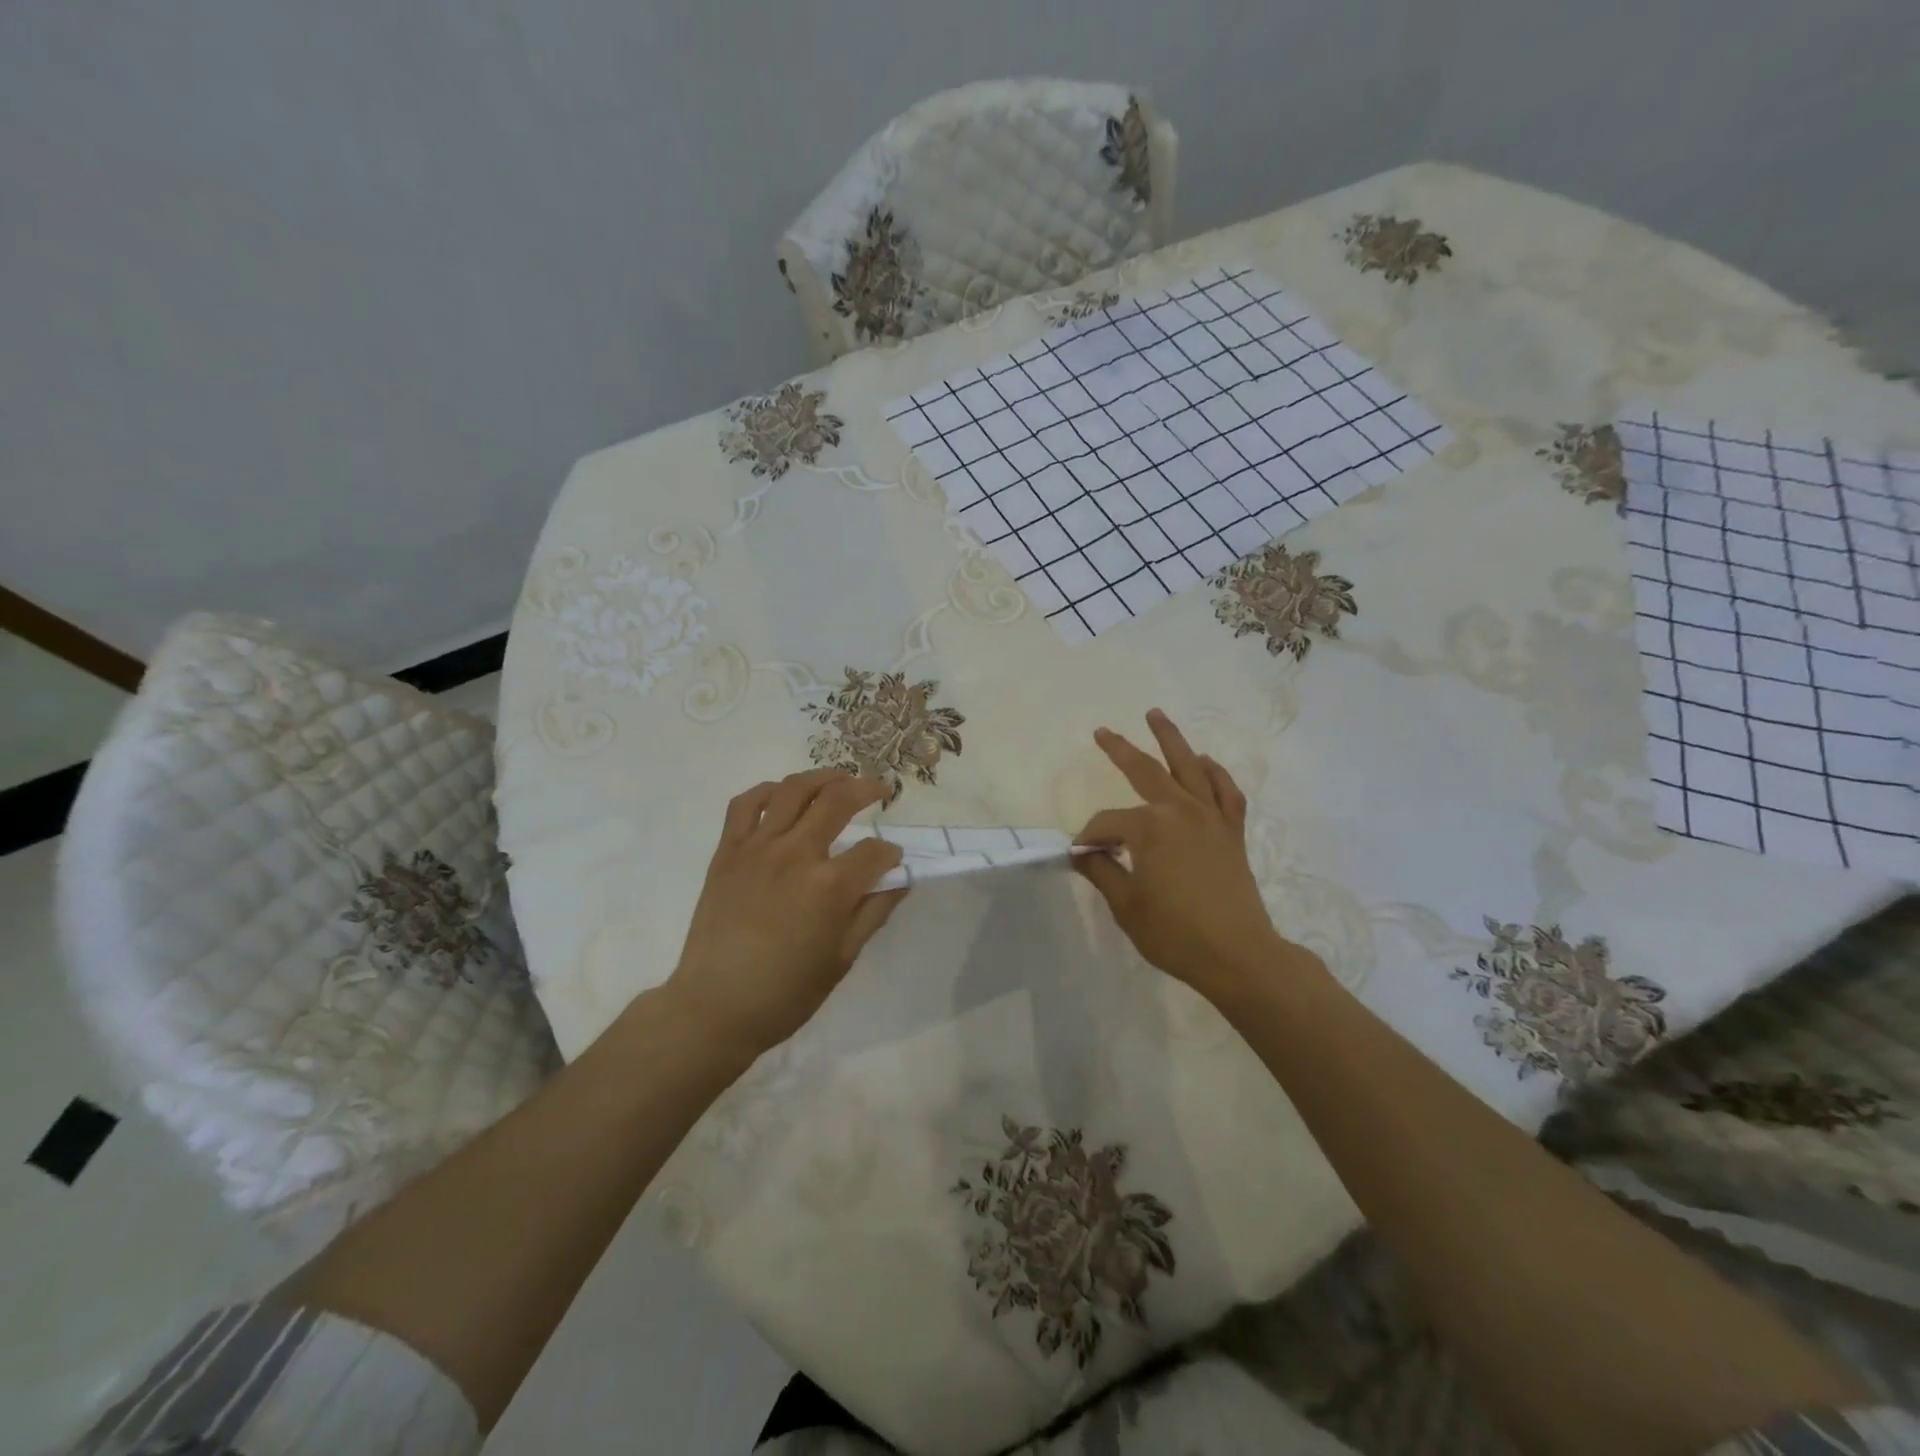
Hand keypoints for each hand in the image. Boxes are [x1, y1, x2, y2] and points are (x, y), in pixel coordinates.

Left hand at [665, 768, 906, 1061]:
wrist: (715, 1007)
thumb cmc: (786, 993)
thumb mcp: (842, 958)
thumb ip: (873, 912)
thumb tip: (899, 881)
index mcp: (829, 886)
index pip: (874, 851)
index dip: (891, 853)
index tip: (894, 860)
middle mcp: (796, 854)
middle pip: (838, 801)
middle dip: (867, 789)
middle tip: (881, 790)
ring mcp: (757, 848)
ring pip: (794, 790)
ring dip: (823, 777)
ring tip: (839, 778)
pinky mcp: (728, 852)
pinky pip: (746, 804)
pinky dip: (768, 791)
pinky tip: (783, 793)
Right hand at [1074, 711, 1296, 1001]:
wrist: (1238, 955)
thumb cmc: (1175, 933)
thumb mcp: (1126, 905)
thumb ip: (1102, 872)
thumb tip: (1081, 853)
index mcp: (1150, 828)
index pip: (1108, 824)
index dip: (1089, 838)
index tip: (1080, 855)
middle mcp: (1181, 811)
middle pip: (1146, 771)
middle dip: (1120, 750)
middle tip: (1102, 732)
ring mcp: (1211, 817)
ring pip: (1189, 767)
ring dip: (1171, 739)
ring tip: (1155, 714)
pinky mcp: (1232, 832)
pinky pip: (1226, 792)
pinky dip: (1216, 773)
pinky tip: (1204, 762)